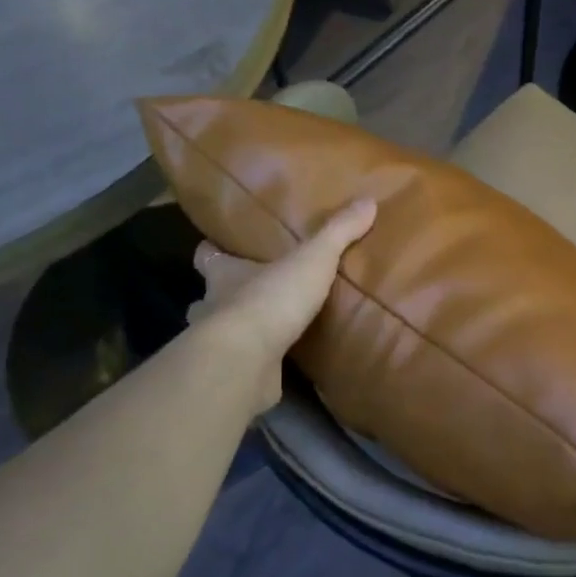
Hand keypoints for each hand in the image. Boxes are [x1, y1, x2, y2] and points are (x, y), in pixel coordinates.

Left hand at [186, 198, 376, 409]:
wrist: (246, 361)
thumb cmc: (270, 300)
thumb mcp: (313, 259)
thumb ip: (337, 233)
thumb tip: (368, 201)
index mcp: (224, 274)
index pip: (207, 255)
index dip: (212, 251)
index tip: (218, 247)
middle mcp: (212, 306)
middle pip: (209, 296)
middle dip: (225, 295)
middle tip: (251, 293)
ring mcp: (218, 345)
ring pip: (220, 333)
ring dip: (238, 331)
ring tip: (266, 331)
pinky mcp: (233, 375)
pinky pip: (242, 366)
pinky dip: (255, 364)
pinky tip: (275, 364)